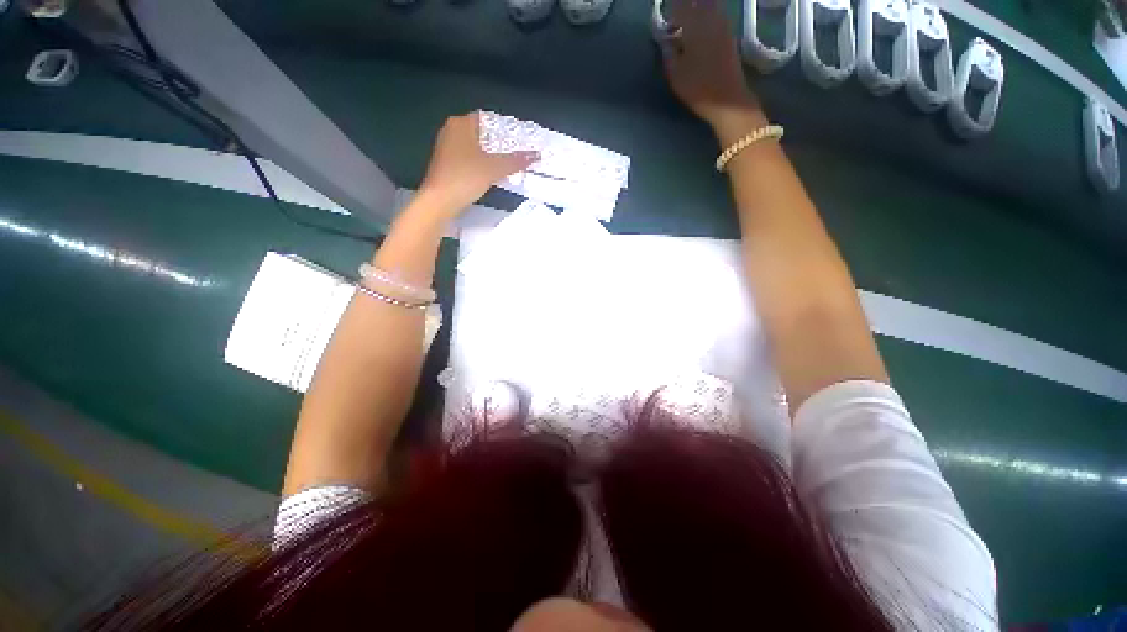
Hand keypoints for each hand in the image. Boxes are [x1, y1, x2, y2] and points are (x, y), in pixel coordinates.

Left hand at [417, 112, 539, 217]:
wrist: (440, 201)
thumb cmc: (465, 177)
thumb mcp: (494, 168)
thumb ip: (515, 161)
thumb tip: (537, 155)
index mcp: (461, 124)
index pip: (487, 119)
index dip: (504, 129)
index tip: (519, 140)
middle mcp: (451, 131)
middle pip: (481, 134)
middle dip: (499, 144)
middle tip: (517, 154)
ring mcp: (446, 149)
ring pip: (475, 148)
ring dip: (490, 156)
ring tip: (508, 165)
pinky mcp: (445, 165)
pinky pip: (468, 160)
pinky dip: (480, 165)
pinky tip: (491, 175)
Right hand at [660, 0, 765, 139]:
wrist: (728, 99)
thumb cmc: (698, 88)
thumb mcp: (675, 73)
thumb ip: (668, 52)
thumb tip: (666, 39)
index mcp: (695, 22)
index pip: (680, 5)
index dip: (671, 11)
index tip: (664, 22)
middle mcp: (711, 16)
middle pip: (696, 4)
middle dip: (684, 9)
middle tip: (674, 22)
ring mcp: (723, 24)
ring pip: (708, 7)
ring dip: (695, 13)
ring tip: (684, 27)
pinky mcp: (729, 35)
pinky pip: (715, 16)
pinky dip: (704, 19)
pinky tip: (697, 33)